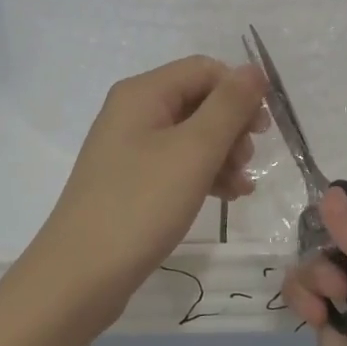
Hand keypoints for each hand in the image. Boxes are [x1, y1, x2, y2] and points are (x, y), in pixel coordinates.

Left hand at [26, 56, 267, 330]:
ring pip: (192, 135)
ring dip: (223, 154)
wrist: (80, 276)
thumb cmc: (140, 204)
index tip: (265, 128)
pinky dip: (205, 174)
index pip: (204, 70)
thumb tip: (255, 69)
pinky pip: (177, 163)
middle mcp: (133, 111)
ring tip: (242, 187)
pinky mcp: (131, 180)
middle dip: (232, 126)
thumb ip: (229, 106)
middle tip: (249, 160)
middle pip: (198, 100)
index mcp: (143, 93)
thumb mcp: (194, 151)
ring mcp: (129, 148)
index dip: (239, 90)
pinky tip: (227, 197)